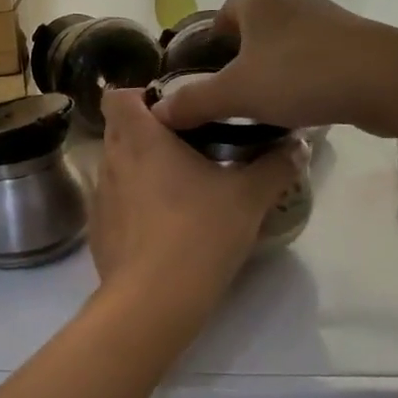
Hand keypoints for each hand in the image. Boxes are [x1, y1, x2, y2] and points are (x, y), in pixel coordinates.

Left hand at [90, 88, 302, 320]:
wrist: (153, 301)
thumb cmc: (199, 232)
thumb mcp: (249, 197)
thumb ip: (275, 166)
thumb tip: (298, 145)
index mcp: (140, 138)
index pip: (118, 96)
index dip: (140, 97)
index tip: (174, 112)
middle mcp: (112, 160)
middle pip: (118, 129)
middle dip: (147, 132)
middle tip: (187, 146)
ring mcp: (100, 197)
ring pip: (116, 166)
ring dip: (140, 168)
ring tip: (179, 187)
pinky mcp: (99, 230)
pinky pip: (114, 202)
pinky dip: (133, 204)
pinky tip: (162, 226)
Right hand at [152, 0, 392, 134]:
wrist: (385, 80)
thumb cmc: (300, 76)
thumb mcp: (237, 93)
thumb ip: (195, 102)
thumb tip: (156, 111)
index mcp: (258, 4)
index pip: (223, 14)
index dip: (211, 42)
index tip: (209, 74)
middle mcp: (291, 2)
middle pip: (255, 28)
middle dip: (243, 58)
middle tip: (235, 94)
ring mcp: (328, 20)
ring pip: (287, 44)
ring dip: (276, 68)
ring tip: (269, 104)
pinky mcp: (356, 42)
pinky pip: (317, 57)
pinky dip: (306, 77)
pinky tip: (307, 104)